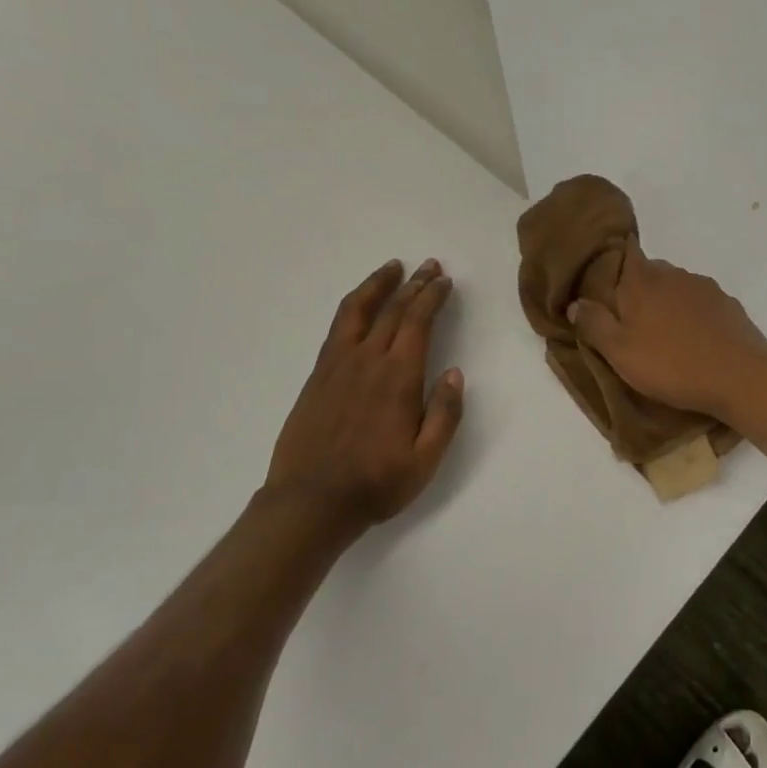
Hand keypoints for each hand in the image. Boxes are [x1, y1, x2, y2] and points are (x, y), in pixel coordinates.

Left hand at [264, 258, 464, 535]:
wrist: (310, 501)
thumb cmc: (376, 483)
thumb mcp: (425, 460)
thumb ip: (445, 415)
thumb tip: (456, 374)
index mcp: (398, 378)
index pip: (418, 322)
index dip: (433, 297)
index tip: (444, 281)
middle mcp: (368, 360)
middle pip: (393, 310)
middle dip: (415, 284)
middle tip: (430, 266)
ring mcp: (337, 365)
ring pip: (359, 310)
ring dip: (379, 285)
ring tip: (393, 267)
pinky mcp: (318, 375)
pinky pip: (338, 327)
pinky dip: (354, 306)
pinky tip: (361, 305)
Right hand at [569, 241, 766, 422]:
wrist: (740, 377)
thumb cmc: (671, 364)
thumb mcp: (620, 352)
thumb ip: (594, 324)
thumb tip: (575, 303)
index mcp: (643, 280)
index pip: (624, 252)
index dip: (613, 261)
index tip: (604, 280)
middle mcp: (674, 274)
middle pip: (649, 272)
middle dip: (637, 290)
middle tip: (628, 321)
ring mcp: (705, 288)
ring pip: (676, 288)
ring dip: (666, 304)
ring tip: (662, 336)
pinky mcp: (728, 306)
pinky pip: (700, 305)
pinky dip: (692, 317)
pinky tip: (693, 342)